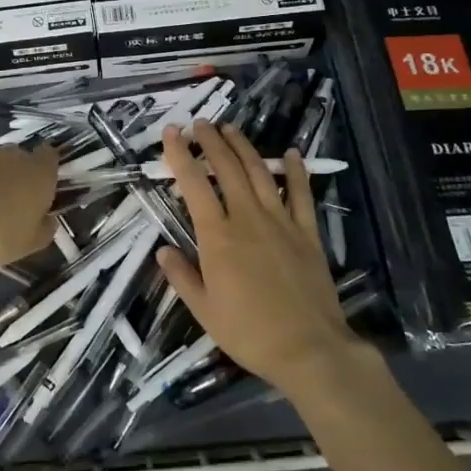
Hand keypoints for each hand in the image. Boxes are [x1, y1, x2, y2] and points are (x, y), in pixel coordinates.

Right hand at [156, 121, 361, 397]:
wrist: (308, 348)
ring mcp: (281, 221)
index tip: (171, 132)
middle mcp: (247, 218)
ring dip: (244, 147)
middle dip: (211, 141)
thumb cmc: (249, 332)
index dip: (179, 155)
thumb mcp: (204, 311)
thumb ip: (182, 276)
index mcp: (217, 236)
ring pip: (259, 172)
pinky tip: (291, 153)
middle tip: (200, 123)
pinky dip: (296, 170)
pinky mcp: (307, 232)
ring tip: (231, 128)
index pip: (193, 184)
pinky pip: (301, 193)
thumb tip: (162, 251)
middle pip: (226, 168)